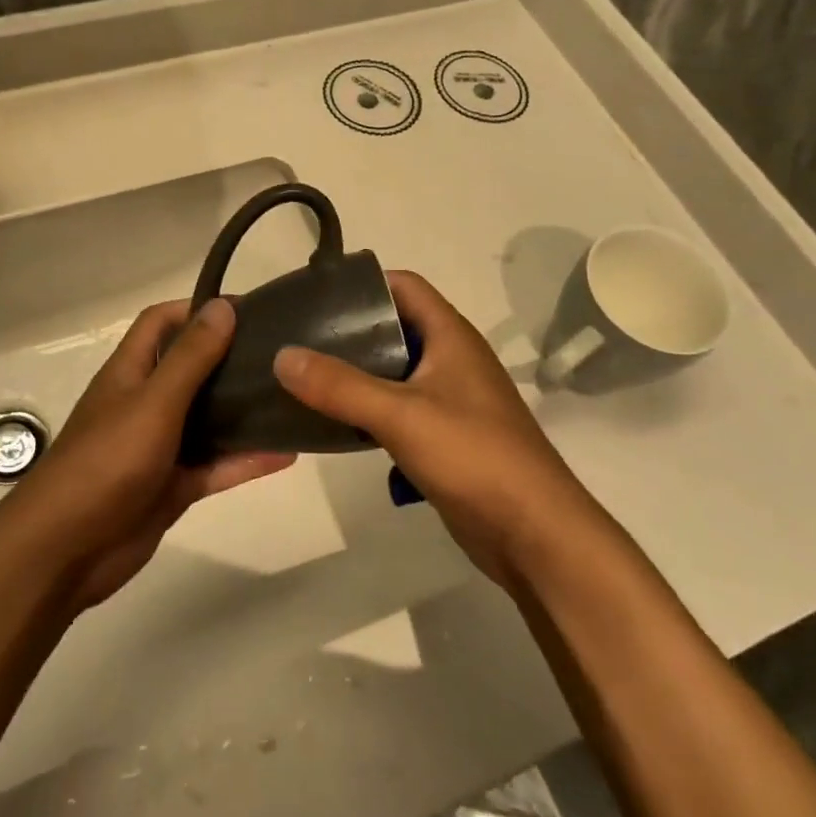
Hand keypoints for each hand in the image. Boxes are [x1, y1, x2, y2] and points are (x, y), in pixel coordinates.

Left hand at [5, 298, 292, 612]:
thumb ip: (190, 357)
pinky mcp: (173, 486)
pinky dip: (247, 460)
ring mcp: (159, 446)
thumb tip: (223, 306)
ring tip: (290, 396)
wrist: (67, 550)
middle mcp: (145, 403)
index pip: (160, 322)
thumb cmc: (106, 462)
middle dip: (229, 356)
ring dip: (243, 409)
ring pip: (208, 419)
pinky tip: (287, 453)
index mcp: (130, 372)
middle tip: (280, 351)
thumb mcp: (153, 402)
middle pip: (190, 368)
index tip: (246, 307)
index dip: (196, 308)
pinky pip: (217, 466)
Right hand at [272, 271, 590, 587]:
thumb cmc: (473, 456)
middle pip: (396, 328)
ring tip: (305, 376)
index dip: (364, 284)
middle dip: (350, 331)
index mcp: (451, 337)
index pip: (404, 286)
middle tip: (298, 339)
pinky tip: (336, 421)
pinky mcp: (445, 437)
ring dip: (356, 373)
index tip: (316, 296)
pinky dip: (368, 409)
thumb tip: (282, 355)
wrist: (533, 532)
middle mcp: (452, 360)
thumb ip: (340, 385)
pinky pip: (399, 410)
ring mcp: (451, 400)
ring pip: (395, 372)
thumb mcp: (401, 415)